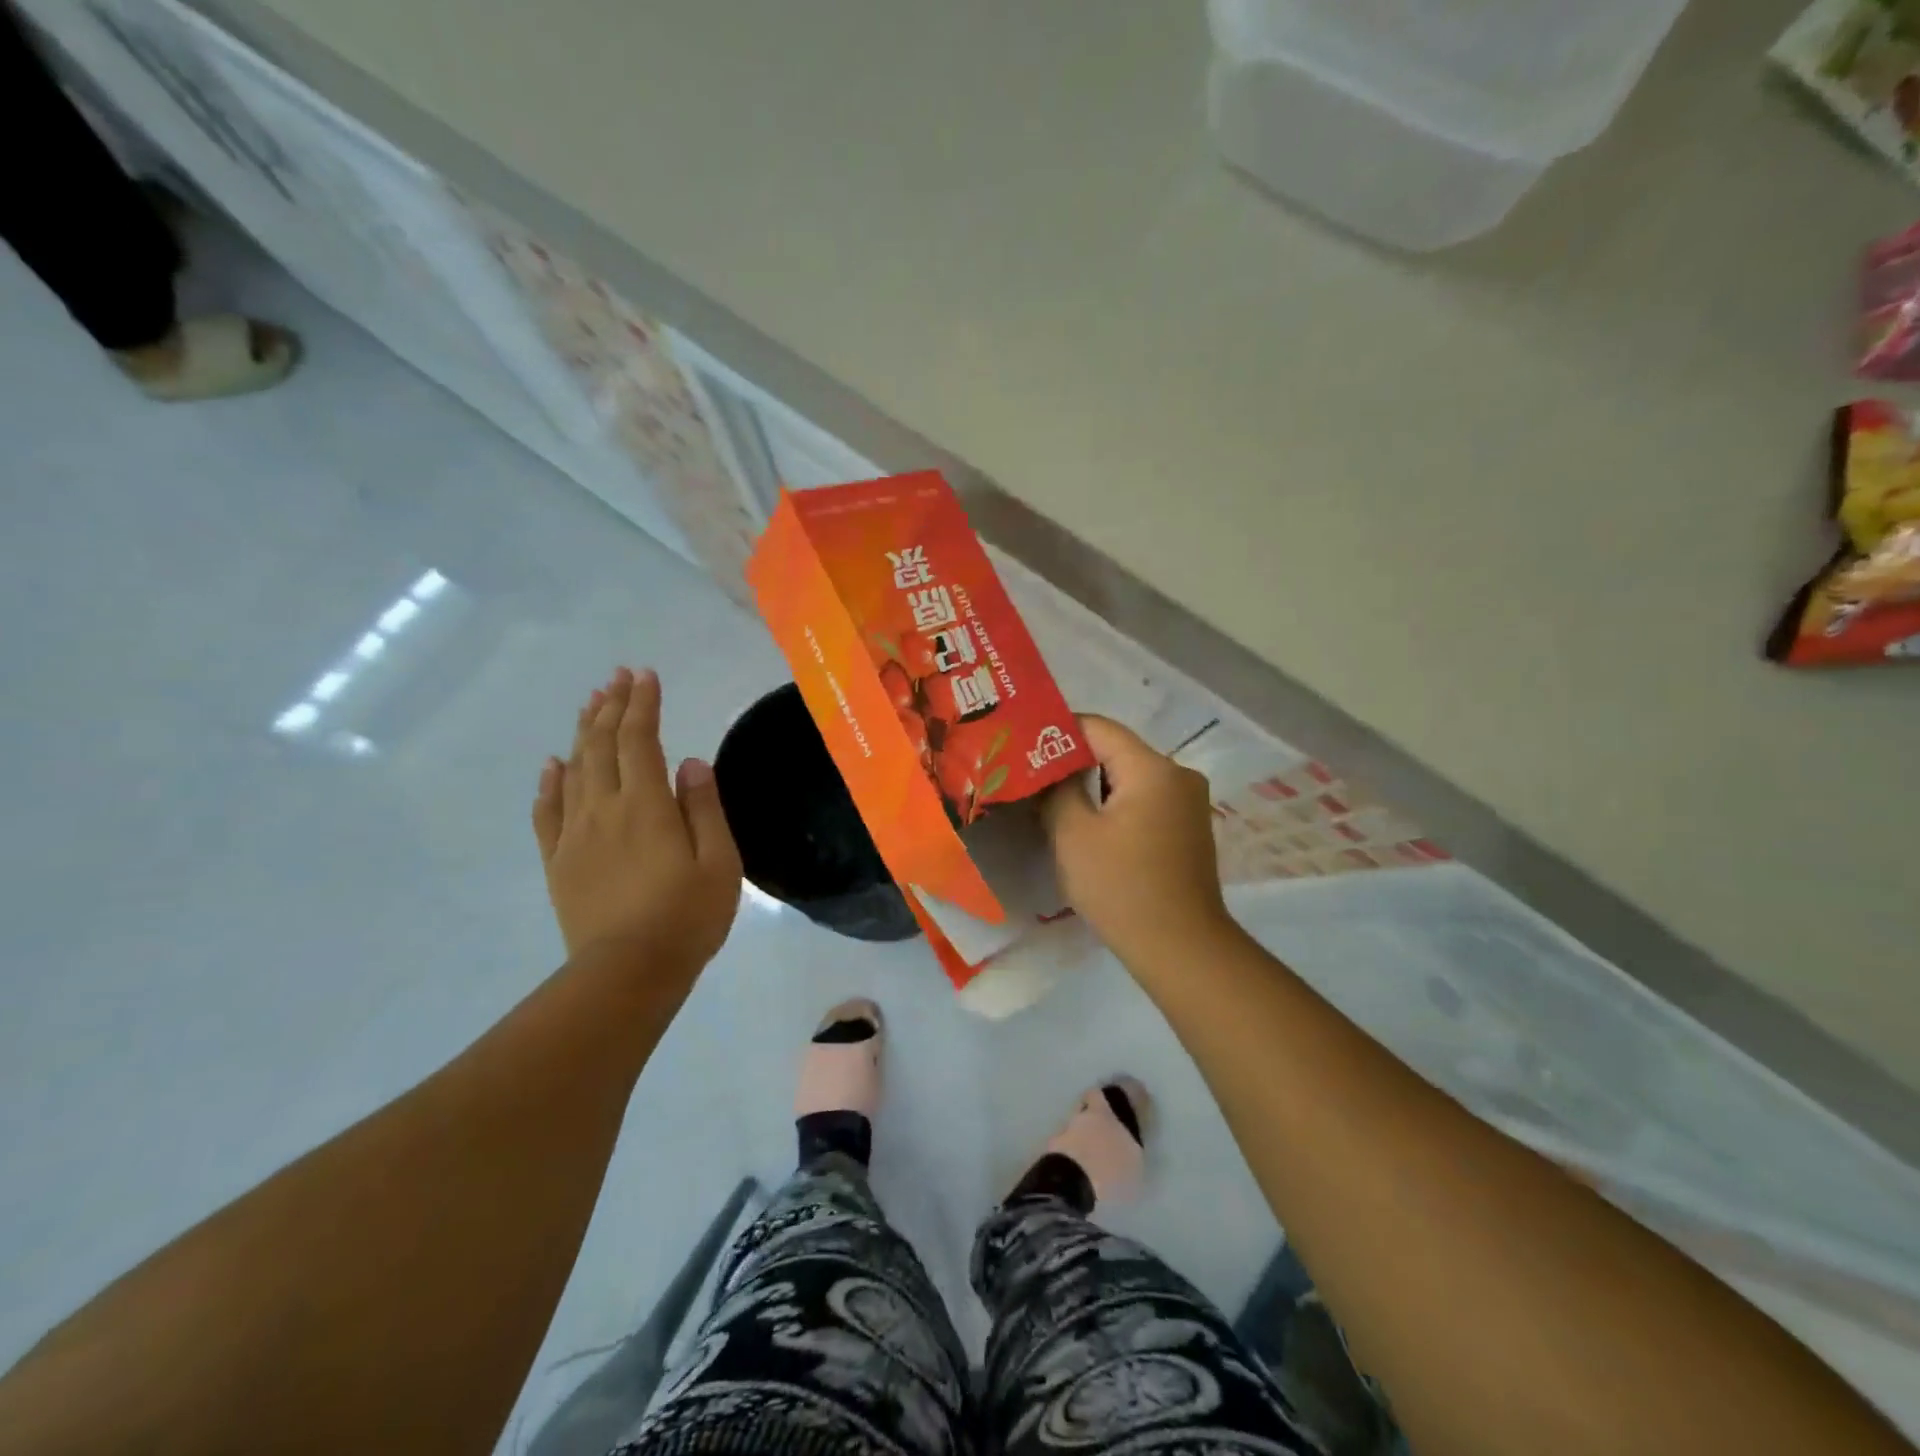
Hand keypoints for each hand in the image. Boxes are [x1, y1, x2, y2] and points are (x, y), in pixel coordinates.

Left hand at [532, 667, 741, 978]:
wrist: (627, 973)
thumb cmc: (686, 917)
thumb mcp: (719, 862)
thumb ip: (704, 808)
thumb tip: (691, 763)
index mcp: (646, 805)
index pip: (640, 740)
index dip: (642, 704)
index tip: (645, 675)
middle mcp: (604, 809)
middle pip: (603, 745)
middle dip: (612, 706)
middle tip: (618, 676)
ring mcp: (575, 835)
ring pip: (575, 770)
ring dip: (583, 732)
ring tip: (591, 704)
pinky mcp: (559, 862)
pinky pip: (548, 812)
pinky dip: (550, 783)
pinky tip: (552, 764)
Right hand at [1040, 715, 1236, 968]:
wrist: (1181, 948)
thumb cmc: (1122, 887)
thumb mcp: (1073, 834)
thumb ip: (1056, 790)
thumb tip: (1047, 771)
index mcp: (1153, 768)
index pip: (1098, 728)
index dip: (1057, 731)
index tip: (1023, 745)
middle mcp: (1179, 775)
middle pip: (1116, 751)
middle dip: (1072, 761)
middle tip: (1031, 774)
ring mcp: (1188, 803)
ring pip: (1129, 777)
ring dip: (1092, 786)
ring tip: (1051, 799)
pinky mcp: (1188, 828)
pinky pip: (1144, 800)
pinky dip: (1114, 805)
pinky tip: (1087, 824)